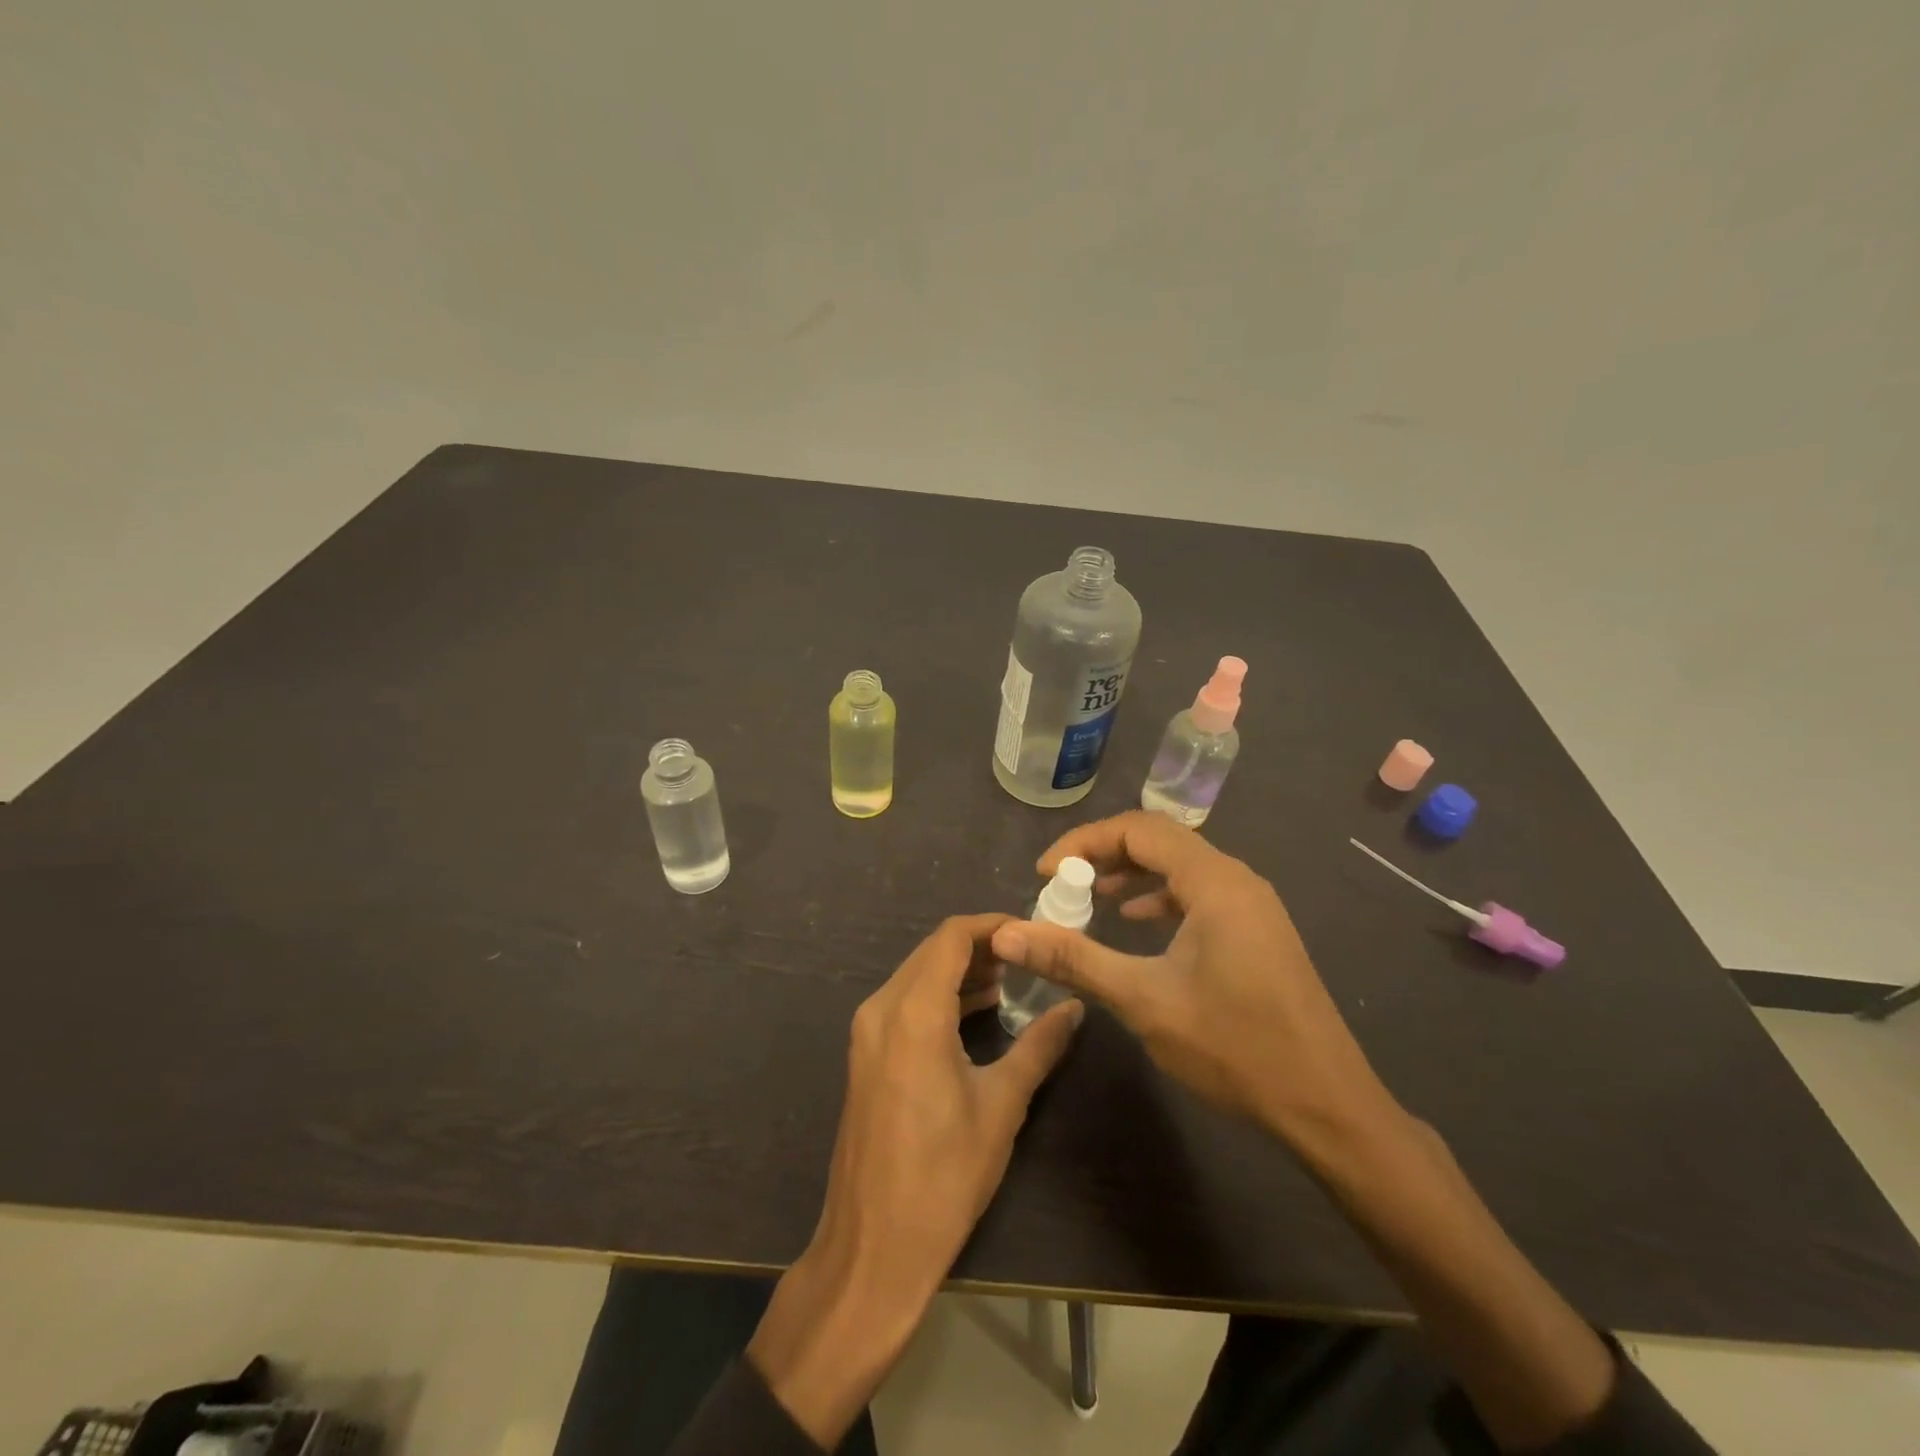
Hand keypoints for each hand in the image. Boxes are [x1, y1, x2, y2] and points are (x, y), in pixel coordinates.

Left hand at [749, 914, 1083, 1445]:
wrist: (873, 1246)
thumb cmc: (943, 1175)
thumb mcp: (1001, 1106)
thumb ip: (1038, 1046)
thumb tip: (1075, 1008)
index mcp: (913, 1012)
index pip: (951, 938)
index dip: (992, 926)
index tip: (1031, 931)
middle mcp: (882, 1008)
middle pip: (932, 951)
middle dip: (980, 947)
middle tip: (1028, 957)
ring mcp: (867, 1032)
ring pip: (916, 975)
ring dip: (959, 971)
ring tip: (1009, 982)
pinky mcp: (865, 1055)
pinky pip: (904, 1002)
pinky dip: (939, 995)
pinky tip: (974, 1012)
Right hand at [990, 812, 1392, 1149]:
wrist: (1327, 1105)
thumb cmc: (1235, 1047)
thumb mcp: (1143, 1000)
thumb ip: (1074, 958)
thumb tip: (1008, 933)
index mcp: (1214, 882)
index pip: (1137, 829)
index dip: (1084, 842)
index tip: (1045, 873)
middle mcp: (1236, 879)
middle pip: (1160, 841)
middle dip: (1105, 854)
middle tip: (1063, 882)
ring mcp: (1252, 905)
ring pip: (1181, 867)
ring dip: (1133, 875)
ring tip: (1092, 898)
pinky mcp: (1257, 930)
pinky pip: (1199, 893)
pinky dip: (1161, 898)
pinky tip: (1138, 923)